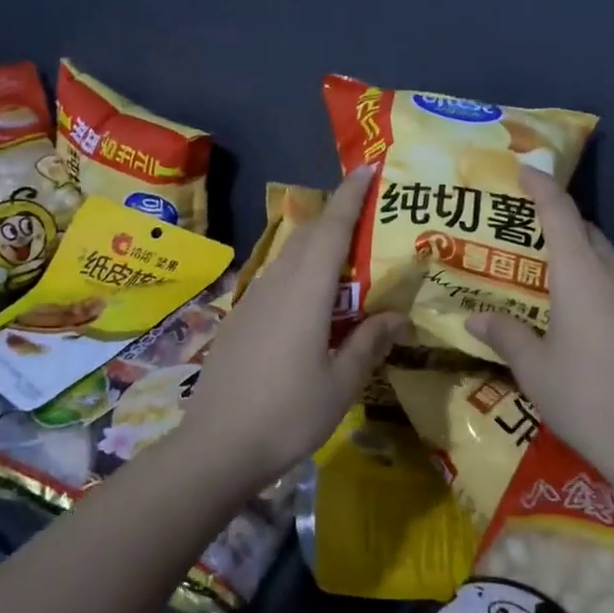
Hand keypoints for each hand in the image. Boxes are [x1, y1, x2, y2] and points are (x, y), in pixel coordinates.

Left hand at [177, 166, 405, 491]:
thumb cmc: (286, 414)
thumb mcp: (340, 384)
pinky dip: (302, 272)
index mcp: (305, 291)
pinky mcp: (241, 318)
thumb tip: (398, 316)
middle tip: (371, 215)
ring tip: (350, 257)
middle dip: (339, 215)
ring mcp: (254, 299)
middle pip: (310, 235)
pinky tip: (315, 301)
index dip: (351, 194)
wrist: (215, 446)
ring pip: (292, 256)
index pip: (332, 227)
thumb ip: (369, 342)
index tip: (368, 166)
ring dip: (320, 246)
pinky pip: (278, 279)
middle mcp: (277, 283)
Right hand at [466, 167, 613, 499]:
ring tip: (549, 277)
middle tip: (525, 233)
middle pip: (586, 232)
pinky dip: (598, 284)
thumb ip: (506, 336)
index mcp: (581, 275)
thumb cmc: (590, 401)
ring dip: (580, 256)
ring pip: (606, 259)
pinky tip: (584, 319)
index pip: (560, 213)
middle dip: (558, 222)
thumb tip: (475, 319)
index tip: (527, 168)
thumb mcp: (537, 371)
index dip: (542, 186)